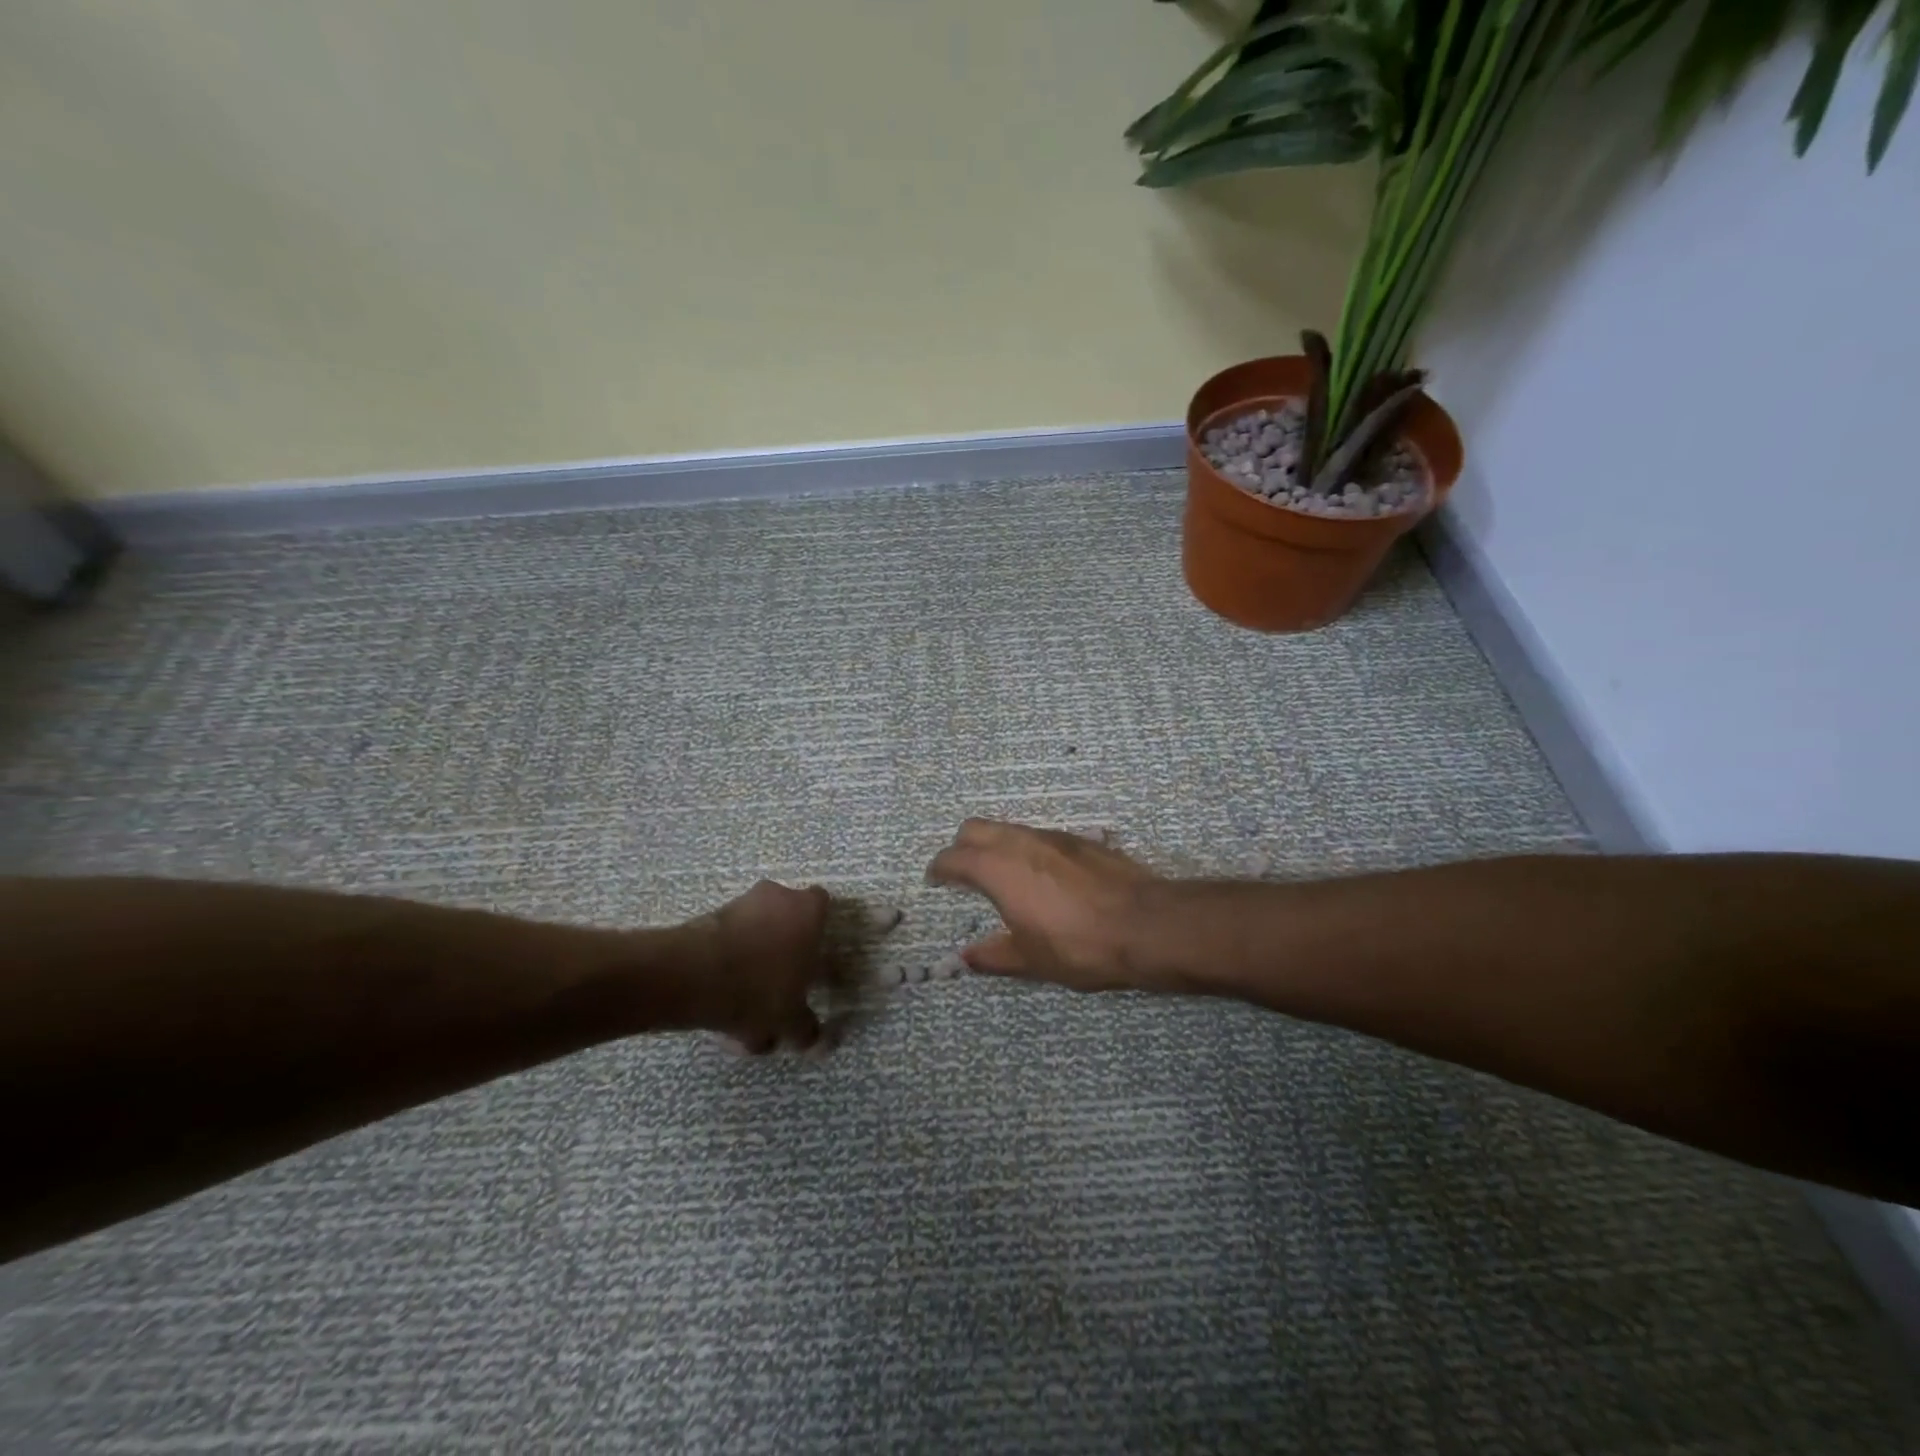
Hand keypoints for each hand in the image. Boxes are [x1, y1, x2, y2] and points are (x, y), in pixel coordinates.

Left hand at [684, 880, 832, 1051]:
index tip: (812, 959)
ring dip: (751, 961)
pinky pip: (726, 941)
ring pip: (753, 932)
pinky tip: (720, 1005)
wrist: (693, 975)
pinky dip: (726, 966)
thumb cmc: (760, 988)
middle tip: (779, 987)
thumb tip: (816, 1040)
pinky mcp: (708, 916)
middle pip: (785, 919)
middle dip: (782, 950)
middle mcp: (778, 896)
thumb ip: (806, 1029)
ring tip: (743, 1010)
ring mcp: (740, 903)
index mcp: (809, 911)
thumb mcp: (790, 1020)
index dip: (818, 931)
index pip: (822, 906)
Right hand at [925, 819, 1166, 991]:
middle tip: (963, 873)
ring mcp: (1052, 836)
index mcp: (998, 869)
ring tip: (1002, 875)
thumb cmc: (1079, 945)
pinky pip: (1039, 836)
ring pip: (1010, 828)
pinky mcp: (1080, 839)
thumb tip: (966, 957)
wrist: (1145, 924)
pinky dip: (1027, 849)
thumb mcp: (1031, 959)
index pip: (954, 857)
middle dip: (962, 846)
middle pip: (976, 828)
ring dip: (996, 845)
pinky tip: (1042, 876)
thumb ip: (994, 955)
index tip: (935, 879)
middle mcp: (1020, 842)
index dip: (939, 868)